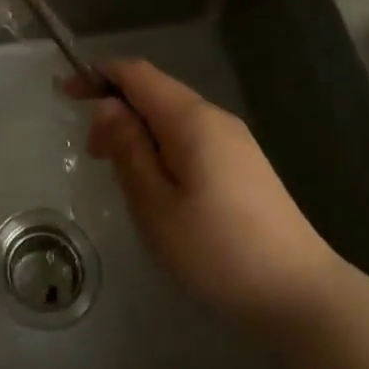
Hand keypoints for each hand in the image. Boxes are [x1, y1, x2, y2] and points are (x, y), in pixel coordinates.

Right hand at [73, 60, 339, 324]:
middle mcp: (214, 117)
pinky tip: (156, 182)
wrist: (301, 295)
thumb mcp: (155, 204)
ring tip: (119, 171)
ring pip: (172, 115)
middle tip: (92, 153)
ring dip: (138, 129)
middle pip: (155, 90)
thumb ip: (128, 148)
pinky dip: (161, 144)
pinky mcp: (244, 163)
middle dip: (115, 107)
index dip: (98, 75)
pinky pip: (190, 135)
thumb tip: (108, 106)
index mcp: (191, 119)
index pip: (137, 73)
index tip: (67, 94)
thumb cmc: (218, 251)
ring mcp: (234, 140)